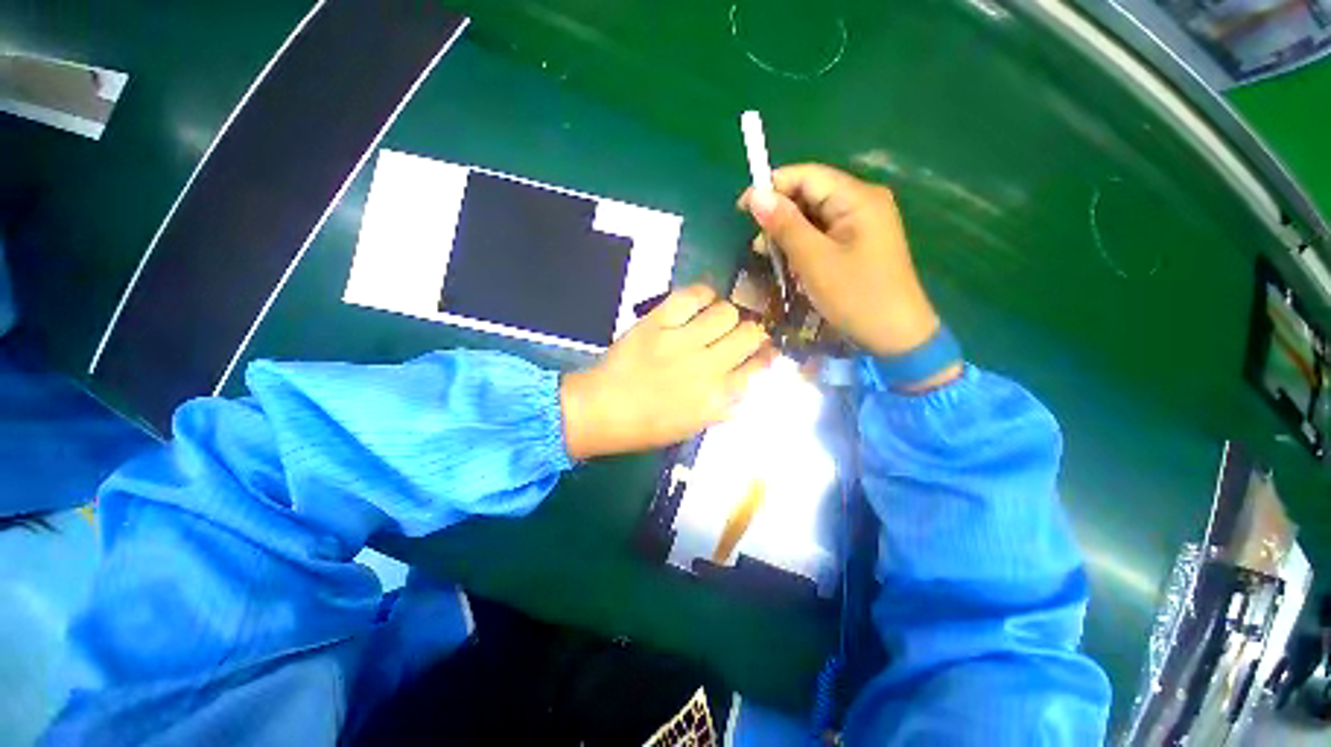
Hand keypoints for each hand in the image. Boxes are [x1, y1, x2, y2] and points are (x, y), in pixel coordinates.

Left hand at [560, 285, 773, 459]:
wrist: (603, 410)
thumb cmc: (648, 426)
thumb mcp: (694, 426)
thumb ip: (724, 406)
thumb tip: (745, 383)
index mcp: (718, 397)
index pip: (759, 367)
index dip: (765, 354)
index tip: (762, 349)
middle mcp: (708, 367)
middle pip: (750, 333)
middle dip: (751, 331)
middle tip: (737, 332)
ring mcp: (683, 342)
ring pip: (727, 311)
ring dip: (726, 314)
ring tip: (713, 319)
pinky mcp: (659, 323)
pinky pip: (693, 296)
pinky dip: (702, 294)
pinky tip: (699, 303)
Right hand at [738, 164, 940, 357]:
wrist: (895, 335)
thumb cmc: (855, 296)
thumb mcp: (814, 260)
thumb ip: (785, 225)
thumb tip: (755, 195)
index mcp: (857, 197)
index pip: (807, 176)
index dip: (772, 187)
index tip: (742, 209)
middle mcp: (862, 201)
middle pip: (811, 194)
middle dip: (780, 214)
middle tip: (757, 244)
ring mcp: (862, 223)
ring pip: (814, 216)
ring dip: (788, 232)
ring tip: (767, 255)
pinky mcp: (858, 243)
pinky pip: (823, 233)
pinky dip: (803, 244)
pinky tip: (789, 260)